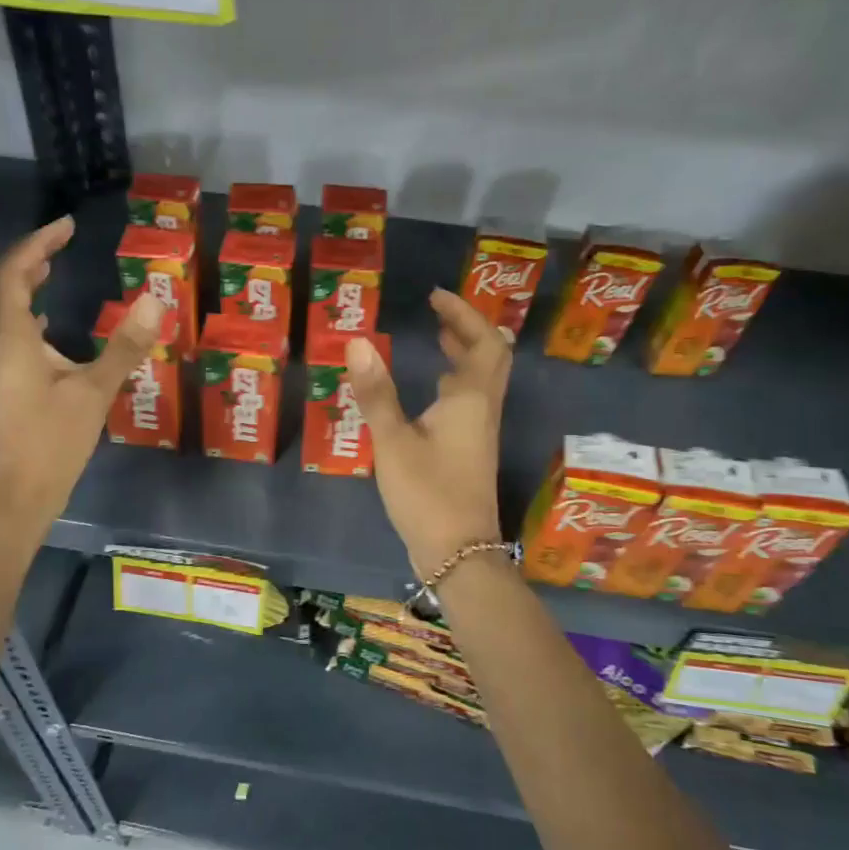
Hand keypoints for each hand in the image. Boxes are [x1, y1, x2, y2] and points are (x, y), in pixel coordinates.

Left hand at [0, 218, 165, 522]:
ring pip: (1, 310)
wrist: (21, 491)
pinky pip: (12, 333)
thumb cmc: (54, 441)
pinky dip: (27, 313)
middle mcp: (2, 345)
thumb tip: (154, 301)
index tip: (67, 226)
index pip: (14, 273)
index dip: (38, 244)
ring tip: (50, 269)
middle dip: (26, 257)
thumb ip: (124, 347)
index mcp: (15, 339)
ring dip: (22, 283)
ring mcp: (3, 366)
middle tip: (58, 243)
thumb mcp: (95, 392)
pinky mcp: (11, 384)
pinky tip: (48, 324)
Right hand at [344, 288, 510, 576]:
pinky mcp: (471, 452)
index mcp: (470, 399)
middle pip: (490, 357)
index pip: (482, 341)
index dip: (462, 314)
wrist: (458, 552)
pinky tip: (431, 392)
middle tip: (436, 314)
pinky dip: (455, 382)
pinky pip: (471, 401)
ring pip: (482, 380)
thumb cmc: (427, 493)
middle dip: (467, 330)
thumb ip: (376, 392)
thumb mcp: (393, 441)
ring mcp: (480, 432)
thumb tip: (358, 341)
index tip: (435, 296)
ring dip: (463, 355)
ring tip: (436, 340)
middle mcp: (482, 409)